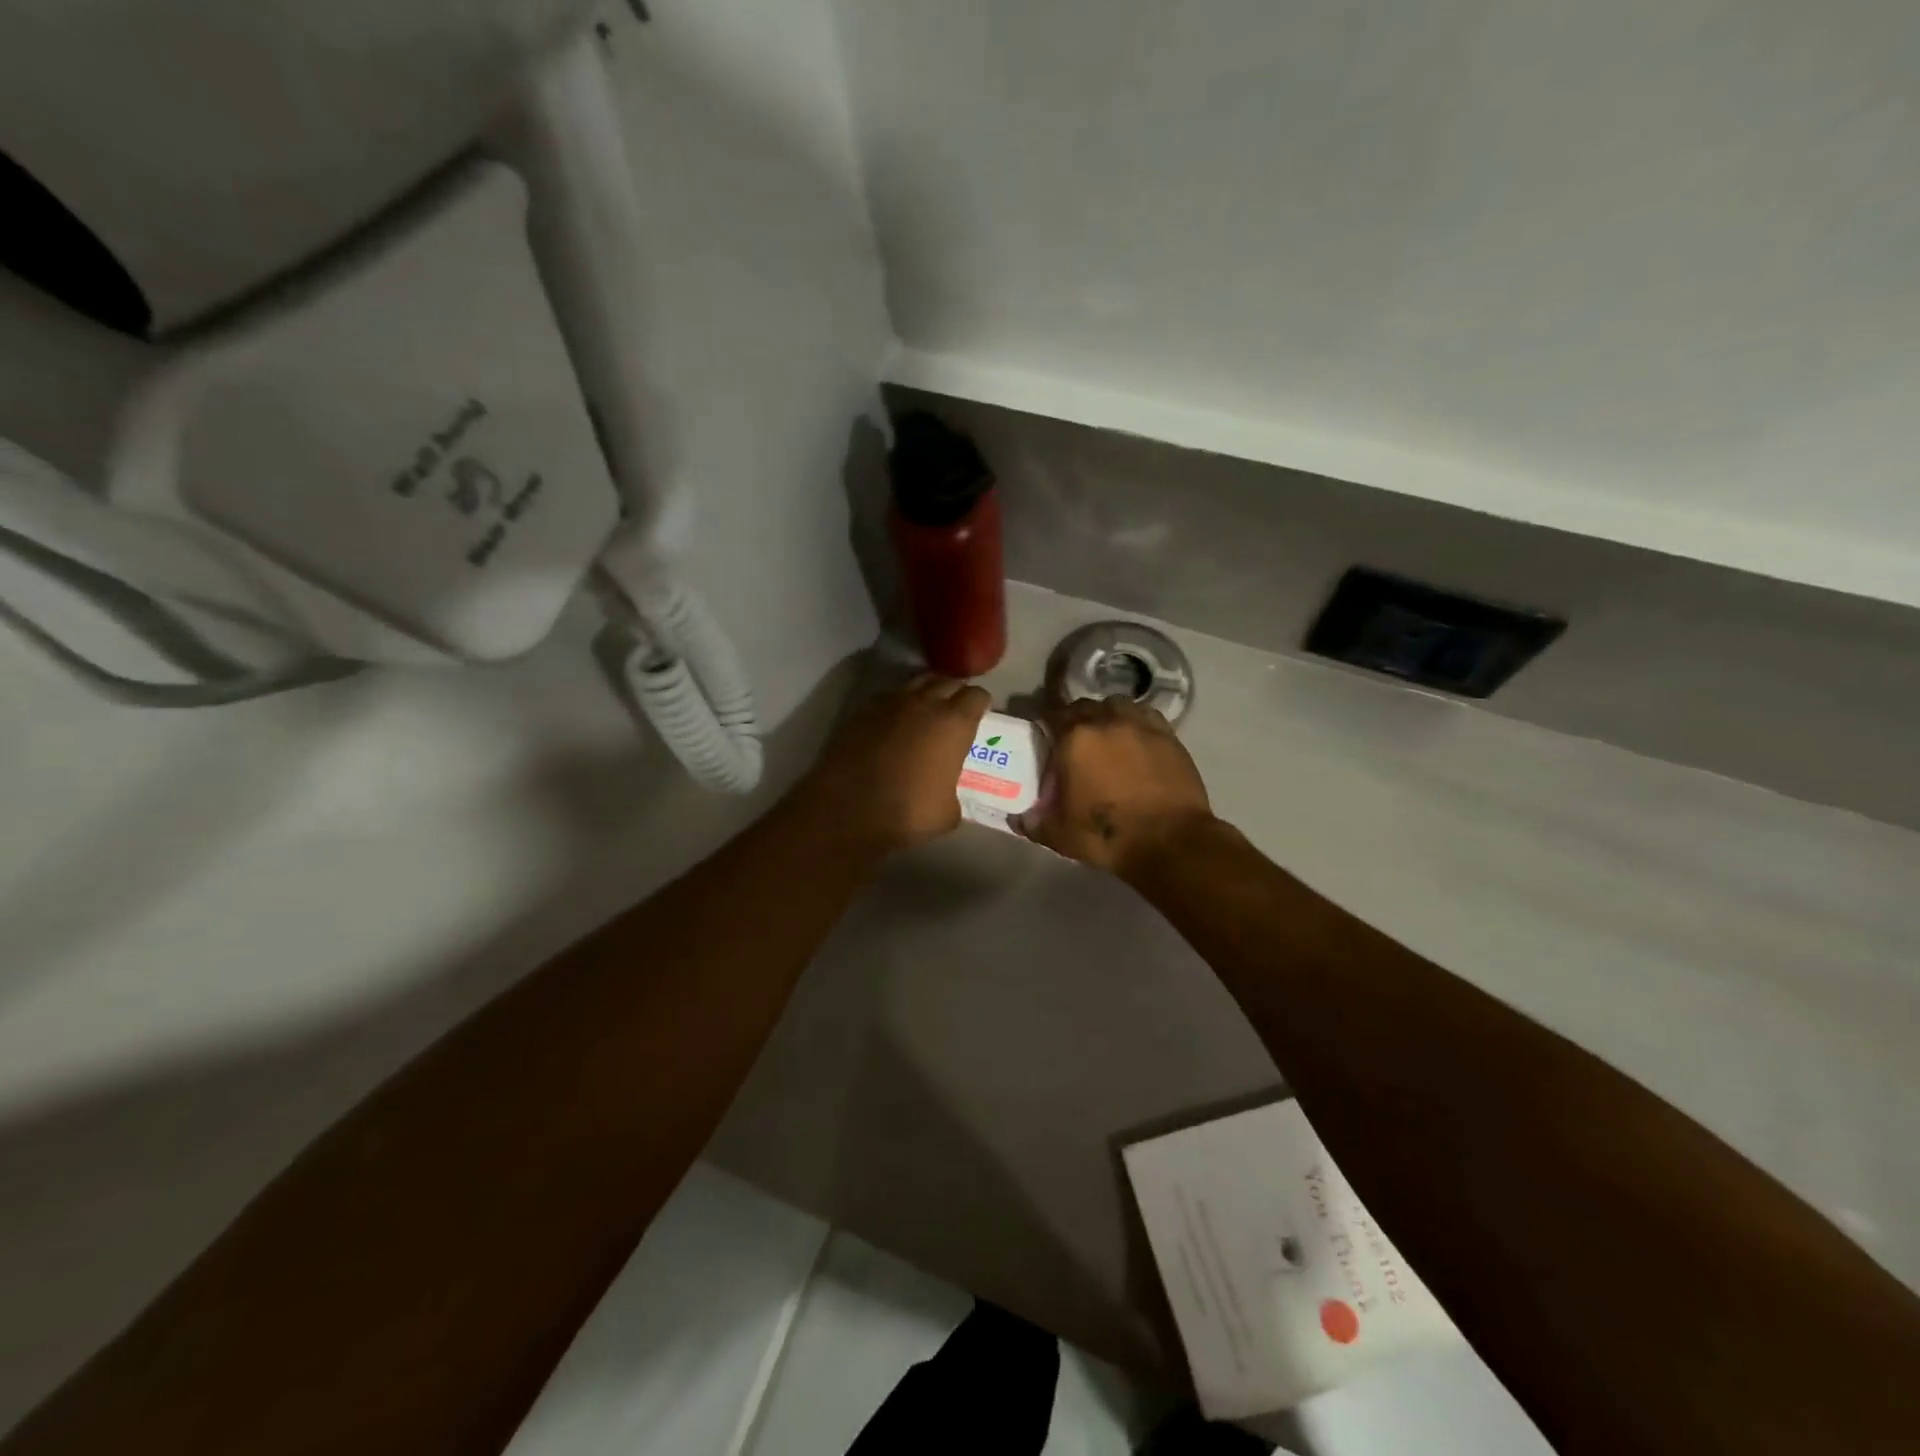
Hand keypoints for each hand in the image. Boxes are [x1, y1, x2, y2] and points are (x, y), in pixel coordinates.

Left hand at [800, 675, 991, 855]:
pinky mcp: (861, 711)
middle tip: (955, 710)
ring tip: (926, 710)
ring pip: (916, 683)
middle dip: (955, 692)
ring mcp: (890, 703)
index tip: (980, 715)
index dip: (981, 704)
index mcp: (954, 723)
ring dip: (926, 692)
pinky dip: (896, 705)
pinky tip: (893, 723)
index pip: (977, 695)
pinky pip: (887, 698)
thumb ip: (953, 792)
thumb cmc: (908, 812)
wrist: (848, 810)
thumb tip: (946, 794)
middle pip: (947, 681)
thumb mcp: (947, 812)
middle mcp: (925, 703)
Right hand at [1017, 696, 1213, 878]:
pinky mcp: (1168, 735)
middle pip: (1083, 706)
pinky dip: (1135, 723)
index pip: (1051, 715)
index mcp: (1075, 739)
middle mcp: (1107, 721)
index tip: (1043, 738)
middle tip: (1073, 743)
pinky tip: (1135, 741)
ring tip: (1106, 737)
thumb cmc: (1108, 835)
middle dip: (1075, 719)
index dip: (1045, 725)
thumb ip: (1034, 823)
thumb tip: (1017, 819)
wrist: (1170, 842)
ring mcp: (1141, 725)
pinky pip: (1145, 716)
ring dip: (1106, 716)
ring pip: (1116, 705)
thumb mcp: (1060, 835)